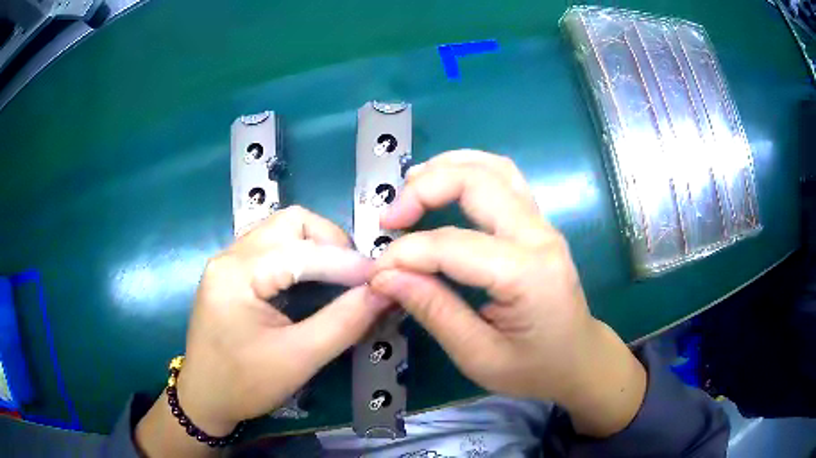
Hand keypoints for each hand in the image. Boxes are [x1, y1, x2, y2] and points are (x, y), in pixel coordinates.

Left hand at [136, 206, 389, 456]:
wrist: (204, 398)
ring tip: (339, 278)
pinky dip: (301, 256)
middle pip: (291, 223)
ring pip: (282, 230)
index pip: (303, 252)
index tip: (384, 279)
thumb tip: (385, 291)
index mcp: (238, 273)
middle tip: (355, 277)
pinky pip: (273, 247)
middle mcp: (230, 255)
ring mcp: (229, 260)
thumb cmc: (245, 385)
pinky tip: (313, 281)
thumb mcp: (299, 358)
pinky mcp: (233, 272)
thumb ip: (344, 322)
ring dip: (317, 247)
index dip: (349, 263)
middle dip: (331, 243)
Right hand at [370, 150, 645, 436]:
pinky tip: (443, 183)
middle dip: (423, 190)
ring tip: (409, 188)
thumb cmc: (534, 368)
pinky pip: (502, 178)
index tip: (377, 272)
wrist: (579, 359)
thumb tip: (386, 276)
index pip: (453, 245)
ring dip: (446, 168)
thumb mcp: (479, 356)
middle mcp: (539, 235)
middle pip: (477, 182)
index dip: (406, 254)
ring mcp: (542, 224)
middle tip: (389, 219)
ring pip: (493, 168)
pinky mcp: (538, 223)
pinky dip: (467, 170)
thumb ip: (433, 311)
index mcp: (528, 274)